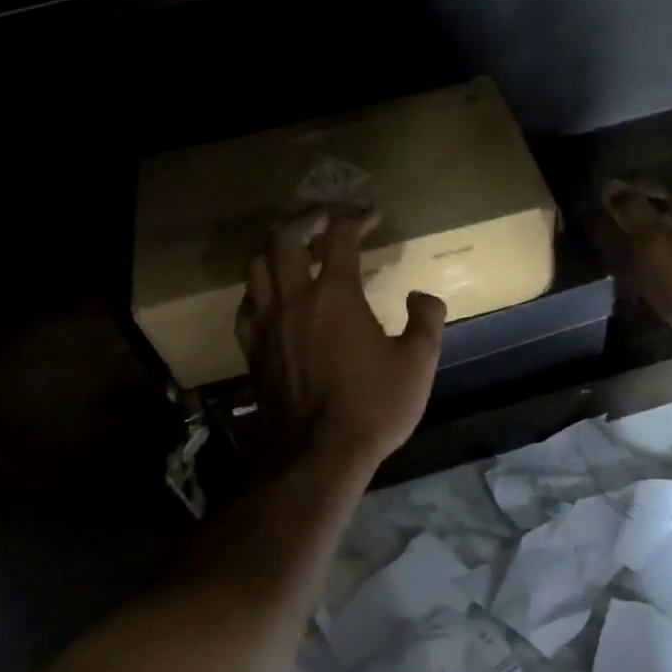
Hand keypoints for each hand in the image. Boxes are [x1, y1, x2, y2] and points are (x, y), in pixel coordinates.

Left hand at [236, 208, 445, 475]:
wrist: (315, 455)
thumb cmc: (371, 407)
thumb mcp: (417, 364)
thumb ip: (425, 321)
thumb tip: (422, 296)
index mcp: (335, 296)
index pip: (340, 237)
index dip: (356, 217)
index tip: (371, 215)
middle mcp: (293, 300)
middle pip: (283, 238)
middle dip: (304, 218)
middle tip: (323, 216)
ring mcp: (266, 323)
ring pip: (256, 265)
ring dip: (273, 244)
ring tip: (290, 243)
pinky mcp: (251, 348)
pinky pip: (246, 302)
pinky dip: (259, 285)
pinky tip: (270, 292)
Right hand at [602, 180, 671, 350]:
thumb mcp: (655, 245)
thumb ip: (633, 214)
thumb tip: (611, 183)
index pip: (661, 194)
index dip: (633, 196)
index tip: (606, 205)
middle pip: (671, 220)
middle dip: (642, 224)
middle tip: (611, 233)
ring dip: (652, 251)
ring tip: (624, 261)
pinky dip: (663, 273)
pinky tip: (648, 285)